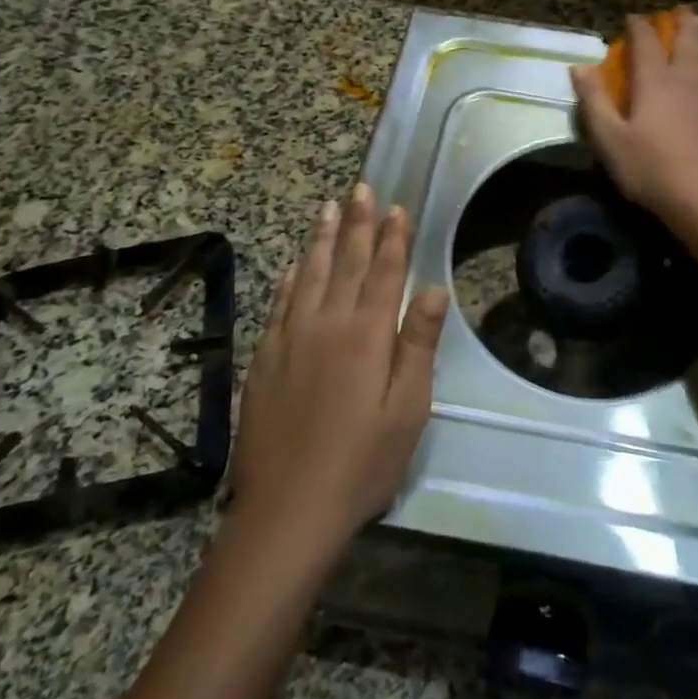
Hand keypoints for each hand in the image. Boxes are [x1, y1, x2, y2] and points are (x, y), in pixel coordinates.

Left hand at [229, 184, 449, 562]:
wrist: (287, 510)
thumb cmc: (362, 462)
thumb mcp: (408, 409)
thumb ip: (418, 344)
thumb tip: (433, 289)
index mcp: (366, 334)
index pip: (383, 272)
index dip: (392, 237)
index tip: (396, 206)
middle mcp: (326, 324)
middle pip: (344, 262)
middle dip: (356, 223)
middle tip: (360, 188)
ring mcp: (289, 339)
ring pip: (307, 275)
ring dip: (320, 239)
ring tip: (327, 208)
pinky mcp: (264, 360)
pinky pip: (278, 304)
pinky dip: (288, 279)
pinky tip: (292, 266)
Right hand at [571, 7, 697, 221]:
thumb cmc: (653, 168)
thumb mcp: (610, 140)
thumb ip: (594, 102)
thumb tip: (578, 68)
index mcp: (655, 79)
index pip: (645, 41)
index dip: (638, 26)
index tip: (632, 19)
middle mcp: (687, 75)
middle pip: (688, 35)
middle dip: (680, 20)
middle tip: (676, 13)